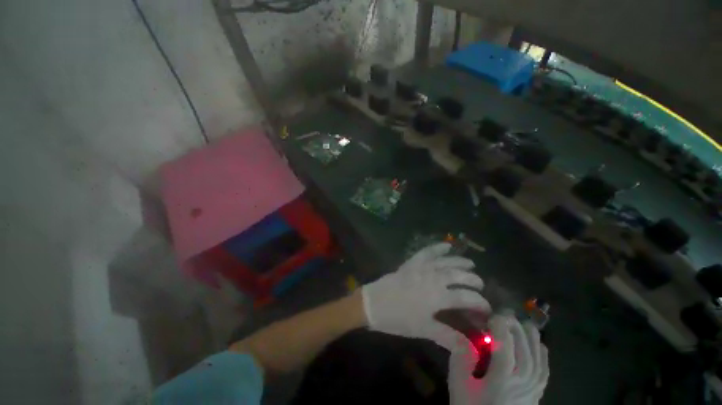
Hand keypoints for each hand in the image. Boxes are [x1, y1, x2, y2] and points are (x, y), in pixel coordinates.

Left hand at [361, 243, 490, 349]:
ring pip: (445, 262)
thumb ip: (448, 336)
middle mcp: (433, 278)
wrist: (374, 303)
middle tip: (480, 285)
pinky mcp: (412, 262)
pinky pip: (426, 252)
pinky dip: (437, 247)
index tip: (486, 308)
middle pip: (458, 276)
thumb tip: (471, 347)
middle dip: (473, 280)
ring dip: (459, 262)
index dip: (480, 303)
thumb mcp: (423, 329)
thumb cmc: (398, 318)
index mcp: (438, 296)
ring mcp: (421, 267)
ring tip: (470, 264)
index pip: (466, 298)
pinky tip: (446, 245)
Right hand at [448, 315, 548, 404]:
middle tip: (504, 314)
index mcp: (501, 379)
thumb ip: (460, 358)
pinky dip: (543, 355)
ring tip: (523, 322)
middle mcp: (522, 381)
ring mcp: (533, 389)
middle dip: (515, 326)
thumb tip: (464, 337)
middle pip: (524, 347)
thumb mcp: (459, 385)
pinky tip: (540, 345)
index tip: (491, 315)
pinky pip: (544, 370)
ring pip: (538, 357)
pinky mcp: (537, 394)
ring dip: (531, 337)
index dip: (500, 326)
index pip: (506, 345)